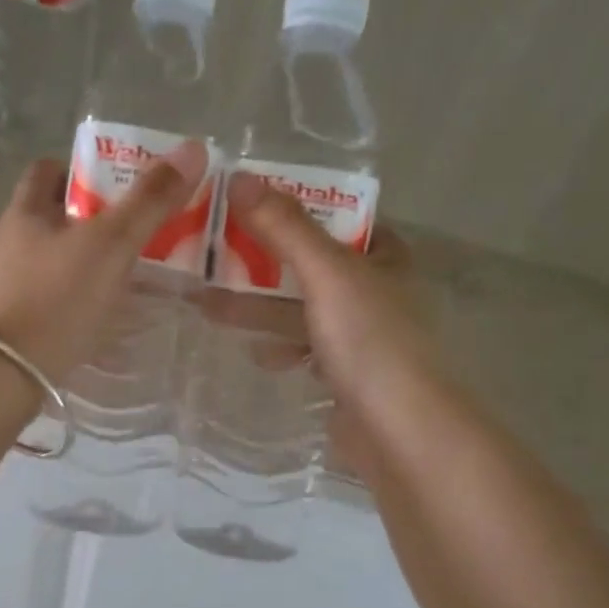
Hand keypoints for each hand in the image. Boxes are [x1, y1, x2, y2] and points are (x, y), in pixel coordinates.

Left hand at [0, 141, 205, 381]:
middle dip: (79, 225)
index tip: (113, 192)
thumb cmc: (56, 300)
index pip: (47, 171)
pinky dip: (54, 305)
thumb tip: (193, 148)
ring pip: (35, 263)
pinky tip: (78, 326)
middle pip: (42, 219)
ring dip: (66, 268)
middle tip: (121, 243)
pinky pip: (29, 303)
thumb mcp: (111, 246)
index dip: (80, 172)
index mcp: (22, 212)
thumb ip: (149, 201)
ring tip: (105, 287)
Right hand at [220, 172, 440, 412]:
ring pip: (303, 310)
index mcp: (385, 257)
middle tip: (213, 256)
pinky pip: (305, 349)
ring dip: (261, 308)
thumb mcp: (326, 274)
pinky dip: (280, 348)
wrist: (398, 430)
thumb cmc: (369, 341)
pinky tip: (258, 354)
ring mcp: (362, 336)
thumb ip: (285, 228)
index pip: (336, 219)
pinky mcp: (346, 375)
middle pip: (311, 265)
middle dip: (263, 262)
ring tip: (211, 307)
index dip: (293, 209)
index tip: (245, 206)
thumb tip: (240, 177)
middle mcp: (377, 291)